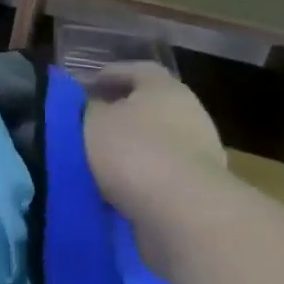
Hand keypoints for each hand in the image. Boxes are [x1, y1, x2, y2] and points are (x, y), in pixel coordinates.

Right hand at [82, 62, 228, 213]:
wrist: (183, 213)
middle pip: (150, 106)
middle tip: (89, 122)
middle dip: (120, 113)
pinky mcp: (200, 188)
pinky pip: (161, 174)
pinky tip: (116, 186)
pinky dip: (140, 176)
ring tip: (97, 159)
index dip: (108, 75)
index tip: (82, 87)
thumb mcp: (94, 121)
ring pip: (156, 142)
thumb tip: (93, 106)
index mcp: (165, 88)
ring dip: (131, 148)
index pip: (136, 70)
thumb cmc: (135, 151)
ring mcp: (200, 153)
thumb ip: (88, 108)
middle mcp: (190, 114)